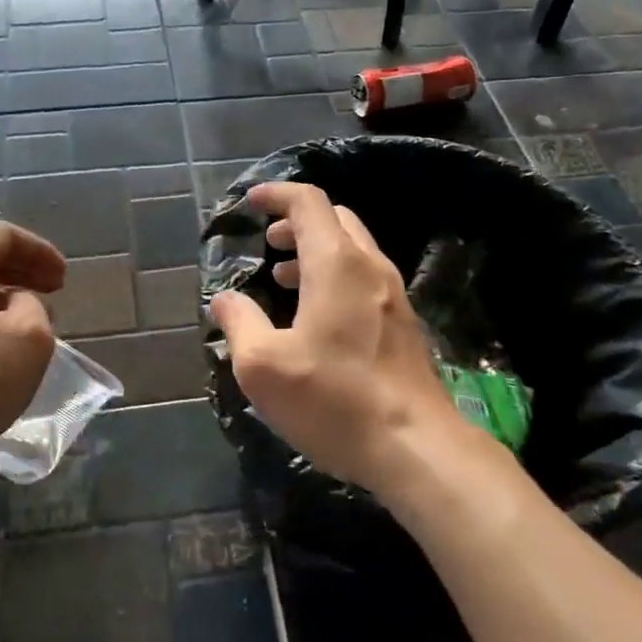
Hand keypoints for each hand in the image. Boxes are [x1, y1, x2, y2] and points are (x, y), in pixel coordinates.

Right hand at [209, 183, 458, 494]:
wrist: (416, 447)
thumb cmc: (334, 400)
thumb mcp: (264, 366)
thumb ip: (239, 323)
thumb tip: (224, 299)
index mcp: (336, 264)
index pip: (309, 203)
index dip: (277, 194)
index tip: (251, 203)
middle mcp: (370, 268)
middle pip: (336, 219)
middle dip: (298, 223)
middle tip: (268, 244)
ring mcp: (394, 296)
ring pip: (353, 250)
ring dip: (317, 252)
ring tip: (284, 280)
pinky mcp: (405, 324)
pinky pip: (366, 279)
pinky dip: (336, 277)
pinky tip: (317, 317)